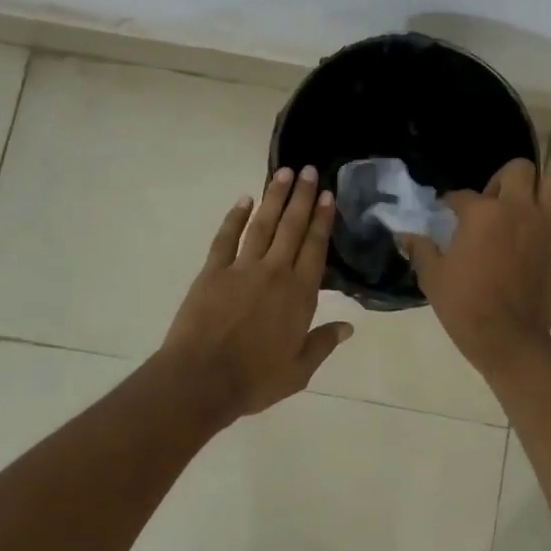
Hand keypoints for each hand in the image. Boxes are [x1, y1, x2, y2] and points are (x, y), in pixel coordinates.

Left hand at [161, 165, 353, 424]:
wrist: (201, 379)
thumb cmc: (254, 379)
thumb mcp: (299, 370)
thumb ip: (323, 343)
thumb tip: (349, 327)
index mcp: (300, 294)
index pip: (315, 247)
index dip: (323, 220)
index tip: (329, 195)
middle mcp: (275, 272)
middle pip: (292, 227)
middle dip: (303, 197)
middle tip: (310, 170)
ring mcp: (242, 268)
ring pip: (262, 224)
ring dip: (274, 197)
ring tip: (284, 173)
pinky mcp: (213, 271)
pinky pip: (226, 237)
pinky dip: (235, 217)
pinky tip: (244, 199)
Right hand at [403, 159, 550, 376]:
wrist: (506, 337)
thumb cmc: (464, 304)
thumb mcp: (432, 276)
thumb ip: (420, 249)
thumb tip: (406, 236)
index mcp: (481, 213)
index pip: (462, 195)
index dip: (451, 202)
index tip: (447, 211)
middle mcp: (517, 209)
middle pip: (520, 170)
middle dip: (505, 179)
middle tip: (494, 202)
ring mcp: (545, 227)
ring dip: (540, 193)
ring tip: (526, 211)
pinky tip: (547, 236)